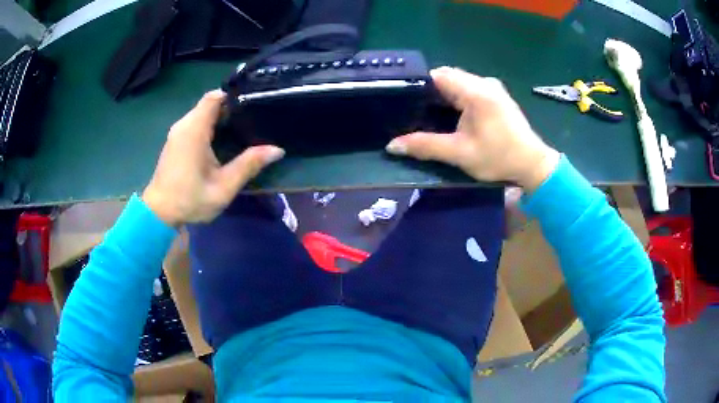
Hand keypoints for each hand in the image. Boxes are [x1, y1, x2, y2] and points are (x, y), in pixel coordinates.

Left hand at [143, 90, 284, 225]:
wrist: (159, 213)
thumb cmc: (190, 199)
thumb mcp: (224, 186)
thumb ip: (249, 165)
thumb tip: (277, 150)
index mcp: (195, 130)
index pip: (215, 97)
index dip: (234, 96)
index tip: (252, 104)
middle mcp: (184, 125)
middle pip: (210, 103)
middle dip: (231, 108)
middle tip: (253, 119)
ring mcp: (177, 132)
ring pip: (202, 113)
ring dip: (220, 117)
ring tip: (241, 128)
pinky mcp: (175, 140)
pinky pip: (195, 123)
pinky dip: (210, 125)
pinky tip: (222, 140)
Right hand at [386, 67, 559, 190]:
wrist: (532, 164)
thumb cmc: (498, 158)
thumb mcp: (460, 153)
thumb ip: (425, 146)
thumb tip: (392, 145)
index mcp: (476, 91)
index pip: (438, 76)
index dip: (419, 86)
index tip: (405, 102)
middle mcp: (484, 82)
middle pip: (447, 77)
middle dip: (430, 92)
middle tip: (414, 112)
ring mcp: (492, 87)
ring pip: (458, 83)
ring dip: (443, 96)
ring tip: (428, 114)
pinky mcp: (497, 95)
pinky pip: (469, 89)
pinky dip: (456, 98)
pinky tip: (451, 115)